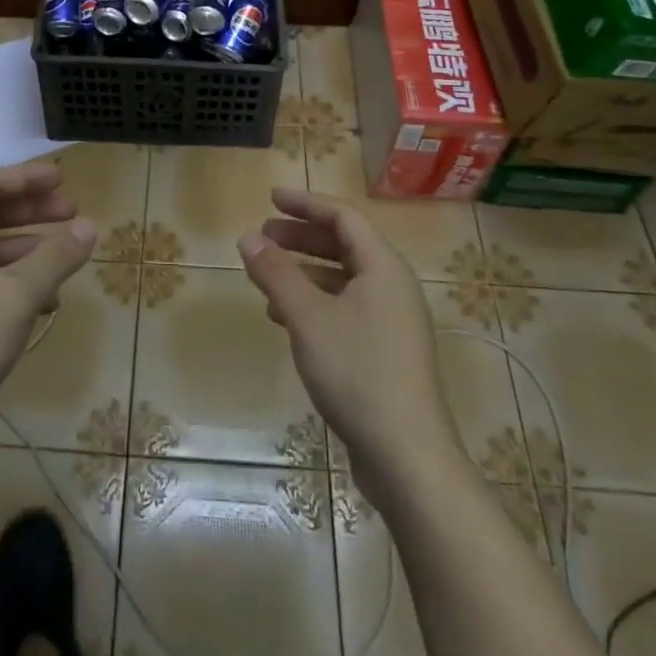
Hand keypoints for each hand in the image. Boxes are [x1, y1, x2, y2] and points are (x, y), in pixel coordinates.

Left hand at [0, 164, 95, 439]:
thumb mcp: (18, 295)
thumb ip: (56, 257)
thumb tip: (89, 227)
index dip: (26, 177)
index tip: (63, 179)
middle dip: (33, 212)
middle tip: (72, 214)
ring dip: (29, 251)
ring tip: (66, 261)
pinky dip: (17, 285)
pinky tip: (45, 305)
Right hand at [238, 187, 457, 497]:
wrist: (407, 456)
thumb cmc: (357, 372)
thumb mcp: (307, 317)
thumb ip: (276, 273)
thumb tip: (248, 238)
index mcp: (383, 267)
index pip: (343, 217)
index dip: (306, 203)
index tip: (270, 199)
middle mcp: (393, 287)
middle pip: (344, 246)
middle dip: (301, 237)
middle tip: (262, 236)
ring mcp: (392, 322)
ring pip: (343, 280)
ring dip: (304, 272)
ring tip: (265, 277)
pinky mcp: (386, 352)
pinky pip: (346, 310)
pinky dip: (314, 304)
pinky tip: (284, 318)